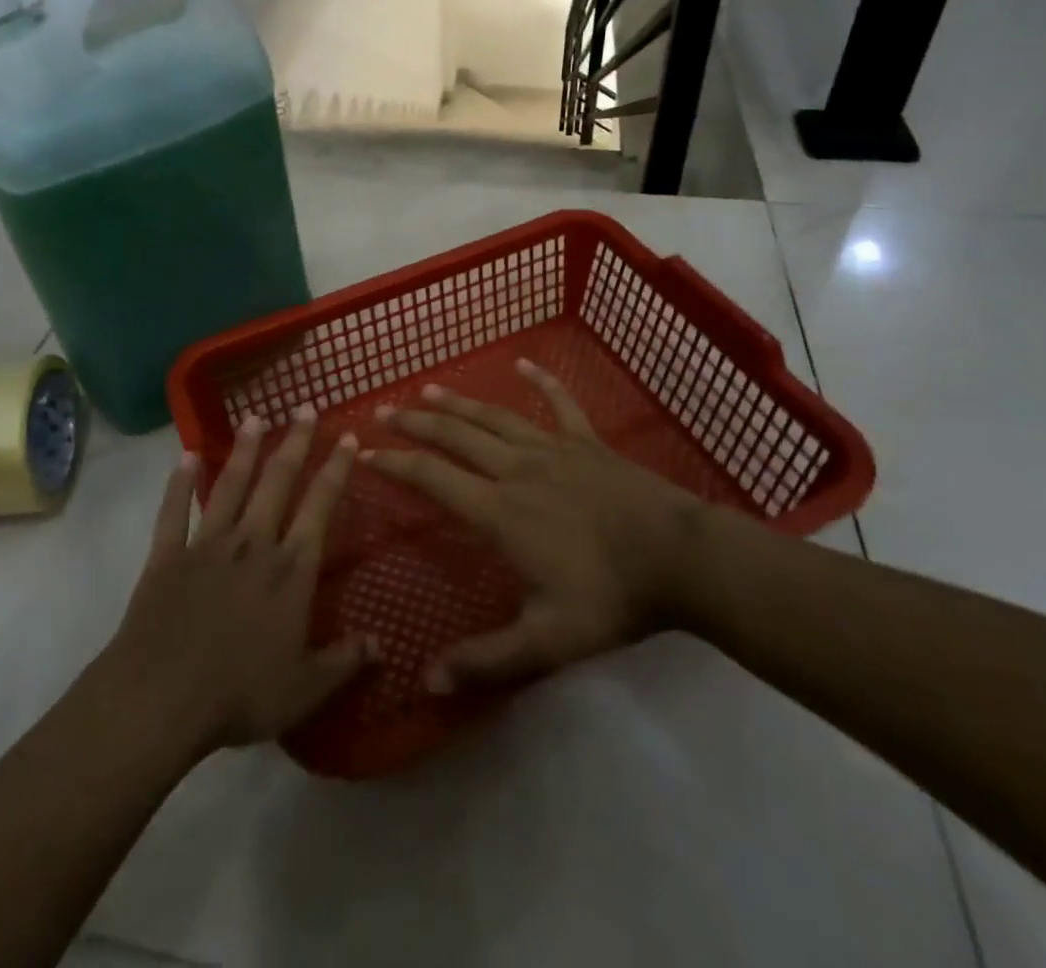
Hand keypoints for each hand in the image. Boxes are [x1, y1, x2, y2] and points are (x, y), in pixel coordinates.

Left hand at [105, 406, 373, 757]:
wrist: (160, 698)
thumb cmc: (239, 694)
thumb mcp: (304, 690)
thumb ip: (344, 663)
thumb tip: (382, 646)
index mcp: (291, 570)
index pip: (320, 506)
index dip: (336, 470)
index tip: (347, 437)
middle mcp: (253, 543)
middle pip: (278, 482)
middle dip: (295, 442)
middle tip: (304, 407)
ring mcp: (207, 544)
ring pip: (231, 485)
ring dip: (245, 450)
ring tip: (255, 417)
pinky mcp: (168, 555)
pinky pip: (174, 511)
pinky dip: (179, 483)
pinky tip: (186, 455)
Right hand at [364, 359, 703, 693]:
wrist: (680, 559)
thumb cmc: (610, 597)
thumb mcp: (546, 641)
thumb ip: (487, 661)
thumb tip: (428, 683)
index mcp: (499, 511)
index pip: (433, 479)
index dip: (396, 465)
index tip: (365, 454)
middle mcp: (516, 470)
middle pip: (456, 437)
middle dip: (416, 423)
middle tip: (385, 411)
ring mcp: (553, 449)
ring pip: (495, 417)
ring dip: (459, 401)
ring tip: (429, 389)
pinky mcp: (587, 442)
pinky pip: (560, 403)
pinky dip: (541, 381)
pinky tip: (524, 362)